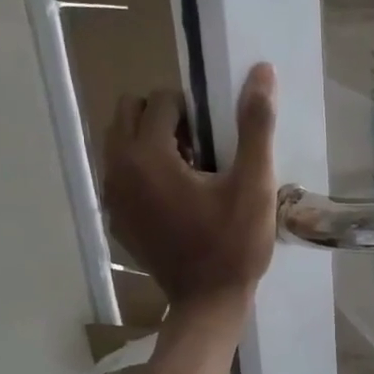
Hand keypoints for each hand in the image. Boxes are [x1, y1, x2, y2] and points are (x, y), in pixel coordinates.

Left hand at [103, 65, 276, 308]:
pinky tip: (173, 199)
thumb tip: (262, 71)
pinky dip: (141, 172)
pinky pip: (120, 175)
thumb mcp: (254, 184)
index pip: (160, 100)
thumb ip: (255, 125)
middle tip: (196, 148)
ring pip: (119, 143)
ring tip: (186, 172)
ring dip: (148, 142)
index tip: (213, 139)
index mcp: (147, 155)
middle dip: (160, 118)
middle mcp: (118, 169)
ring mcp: (112, 198)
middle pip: (127, 112)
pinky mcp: (116, 219)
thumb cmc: (234, 243)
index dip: (190, 110)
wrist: (208, 302)